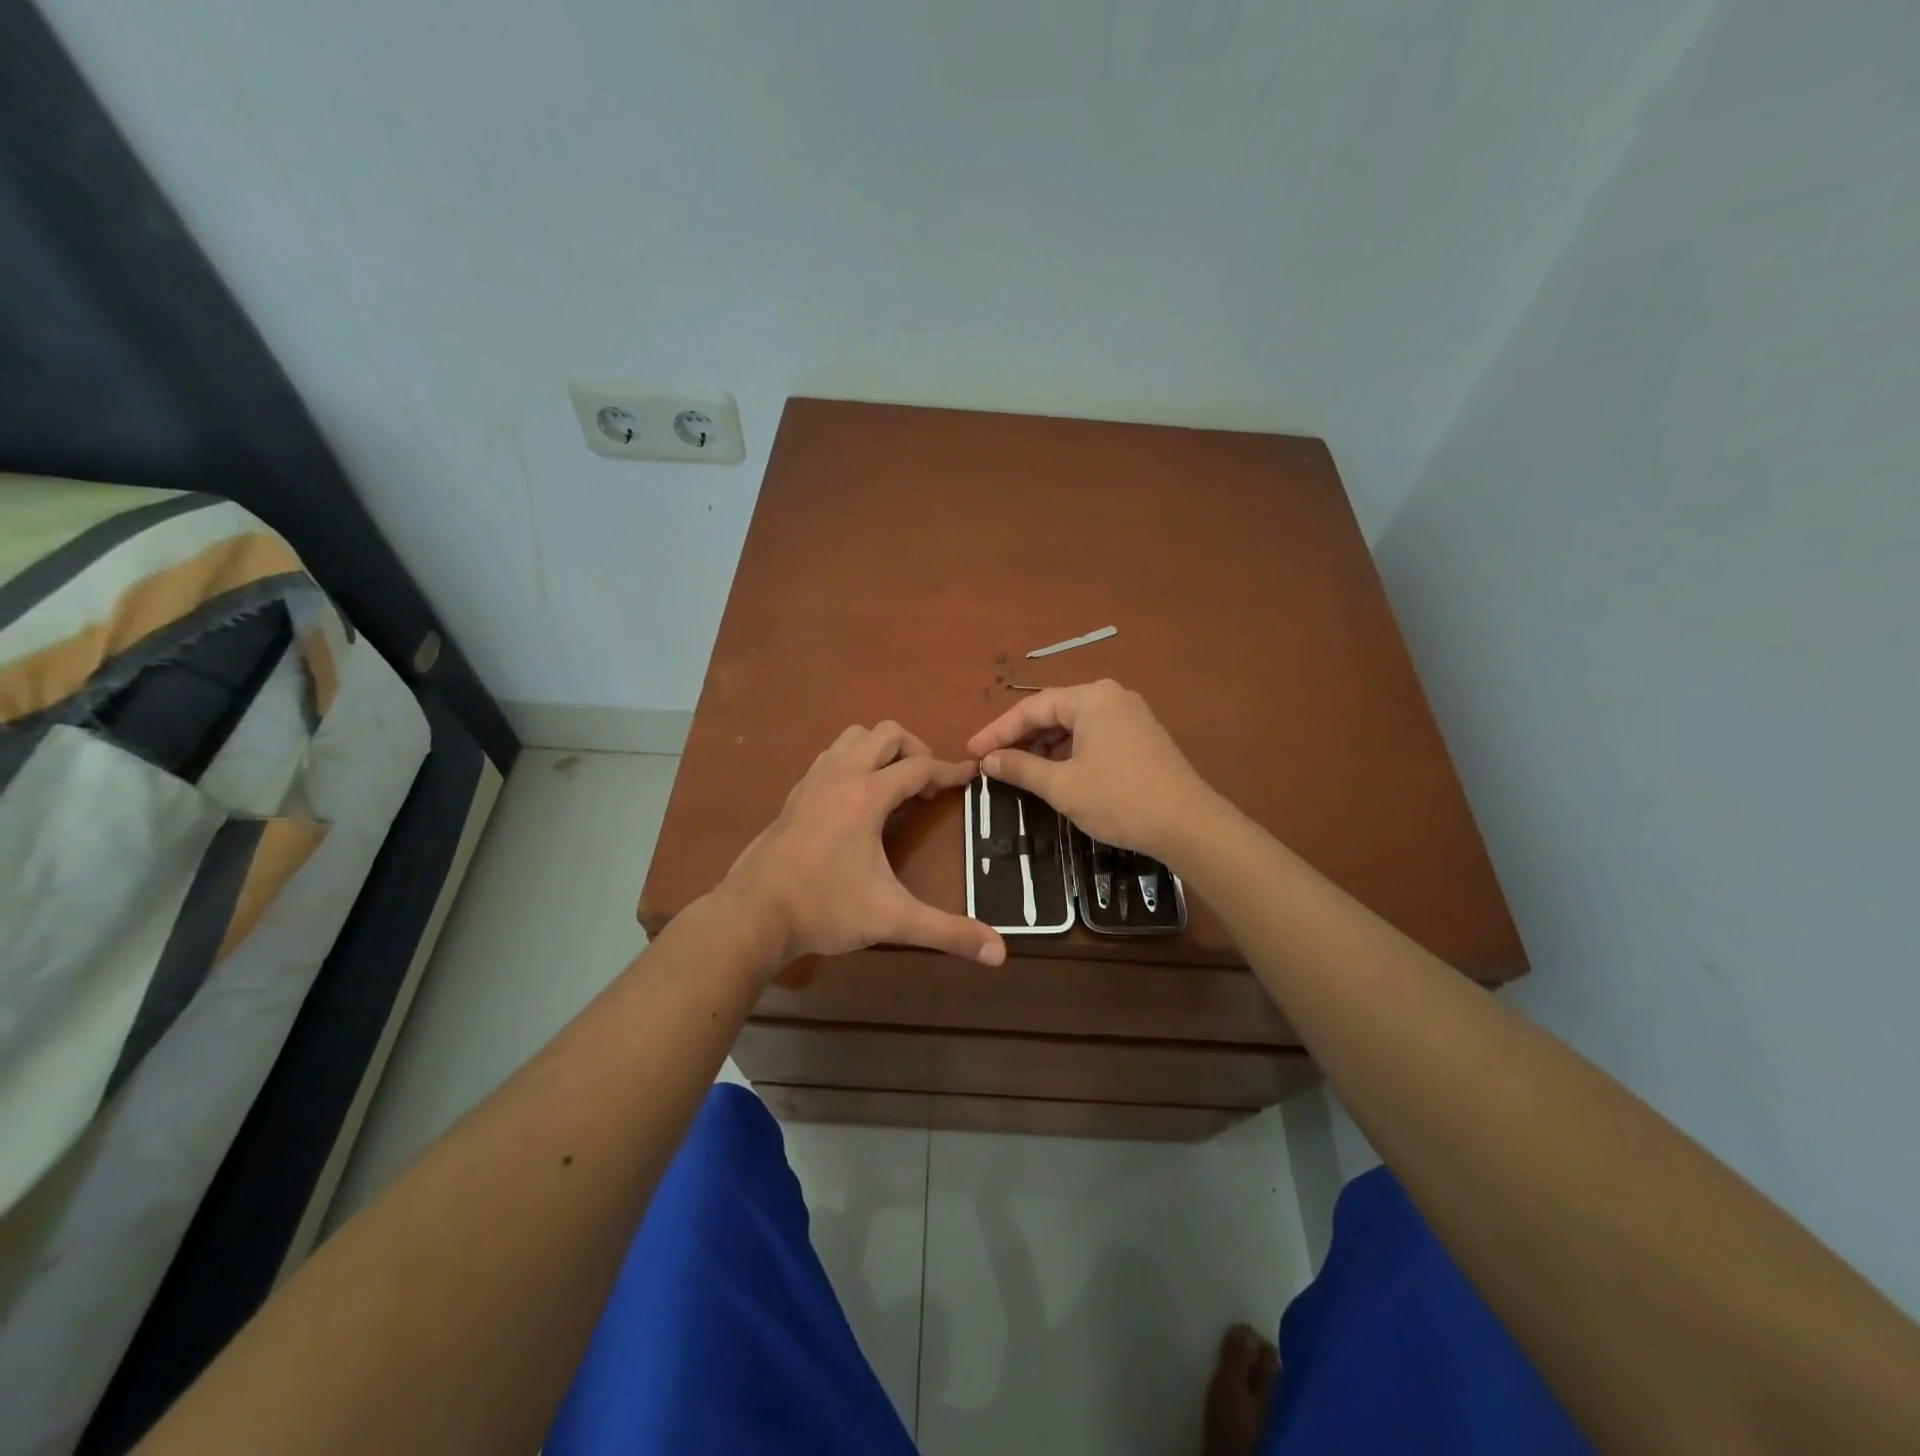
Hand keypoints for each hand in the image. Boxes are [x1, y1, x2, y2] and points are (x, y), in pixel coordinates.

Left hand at [723, 722, 1007, 970]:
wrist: (753, 913)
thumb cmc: (825, 908)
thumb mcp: (891, 919)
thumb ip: (946, 931)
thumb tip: (1000, 953)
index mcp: (867, 795)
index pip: (919, 767)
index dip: (949, 770)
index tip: (971, 776)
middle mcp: (841, 775)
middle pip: (887, 733)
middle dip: (916, 750)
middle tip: (928, 786)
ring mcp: (813, 780)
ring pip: (854, 737)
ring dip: (881, 750)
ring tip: (895, 786)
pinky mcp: (795, 793)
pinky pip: (832, 756)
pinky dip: (854, 761)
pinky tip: (858, 799)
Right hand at [966, 680, 1216, 864]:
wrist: (1188, 825)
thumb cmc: (1119, 799)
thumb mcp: (1062, 786)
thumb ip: (1020, 768)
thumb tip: (988, 761)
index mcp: (1091, 698)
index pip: (1032, 708)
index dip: (997, 731)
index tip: (972, 751)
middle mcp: (1111, 697)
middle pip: (1053, 712)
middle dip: (1021, 738)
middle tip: (991, 761)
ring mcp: (1130, 715)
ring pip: (1073, 725)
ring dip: (1044, 746)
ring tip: (1017, 770)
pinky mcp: (1140, 736)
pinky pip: (1093, 735)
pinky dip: (1068, 751)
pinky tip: (1053, 772)